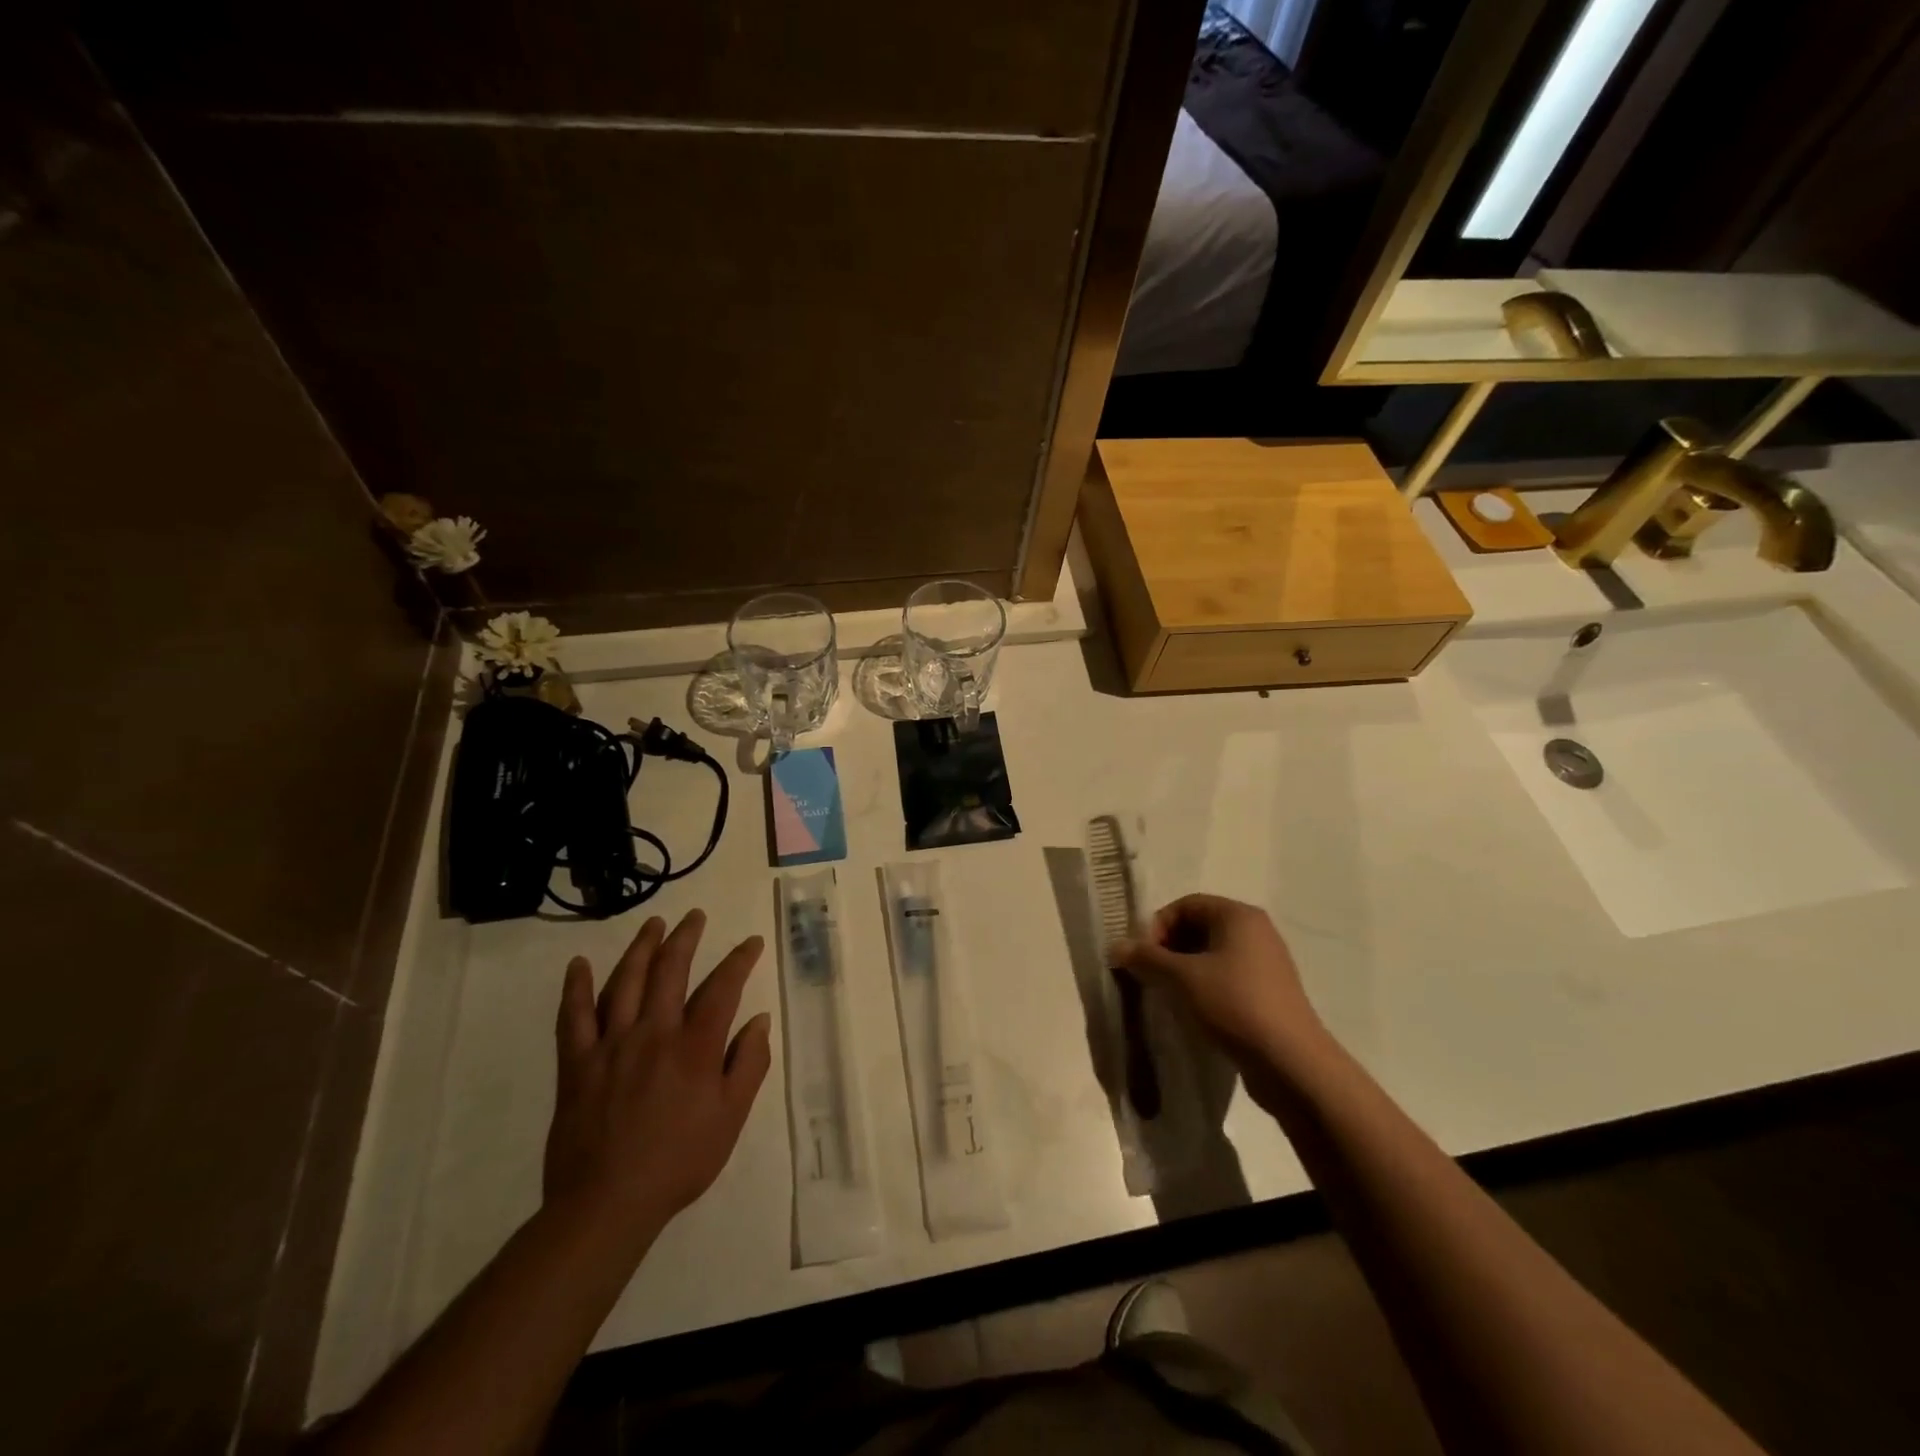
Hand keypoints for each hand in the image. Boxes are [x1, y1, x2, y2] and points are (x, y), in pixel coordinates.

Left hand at [544, 910, 772, 1243]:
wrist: (608, 1204)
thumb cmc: (679, 1161)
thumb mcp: (731, 1117)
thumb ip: (749, 1064)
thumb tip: (759, 1020)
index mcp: (695, 1047)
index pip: (723, 988)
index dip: (739, 960)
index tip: (751, 943)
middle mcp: (654, 1033)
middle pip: (671, 970)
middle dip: (686, 938)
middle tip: (694, 916)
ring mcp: (611, 1044)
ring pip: (625, 981)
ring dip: (641, 948)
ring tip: (653, 923)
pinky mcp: (576, 1063)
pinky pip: (573, 1017)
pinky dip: (575, 988)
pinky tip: (579, 964)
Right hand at [1114, 895, 1326, 1067]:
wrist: (1291, 1062)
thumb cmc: (1234, 1004)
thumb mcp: (1181, 978)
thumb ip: (1146, 958)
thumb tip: (1116, 947)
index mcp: (1238, 915)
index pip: (1185, 904)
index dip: (1158, 926)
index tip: (1144, 958)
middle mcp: (1255, 931)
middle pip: (1199, 927)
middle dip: (1169, 949)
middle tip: (1152, 977)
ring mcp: (1266, 962)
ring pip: (1212, 955)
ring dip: (1184, 970)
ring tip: (1170, 996)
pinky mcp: (1269, 992)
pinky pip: (1227, 977)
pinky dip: (1205, 987)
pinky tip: (1195, 1012)